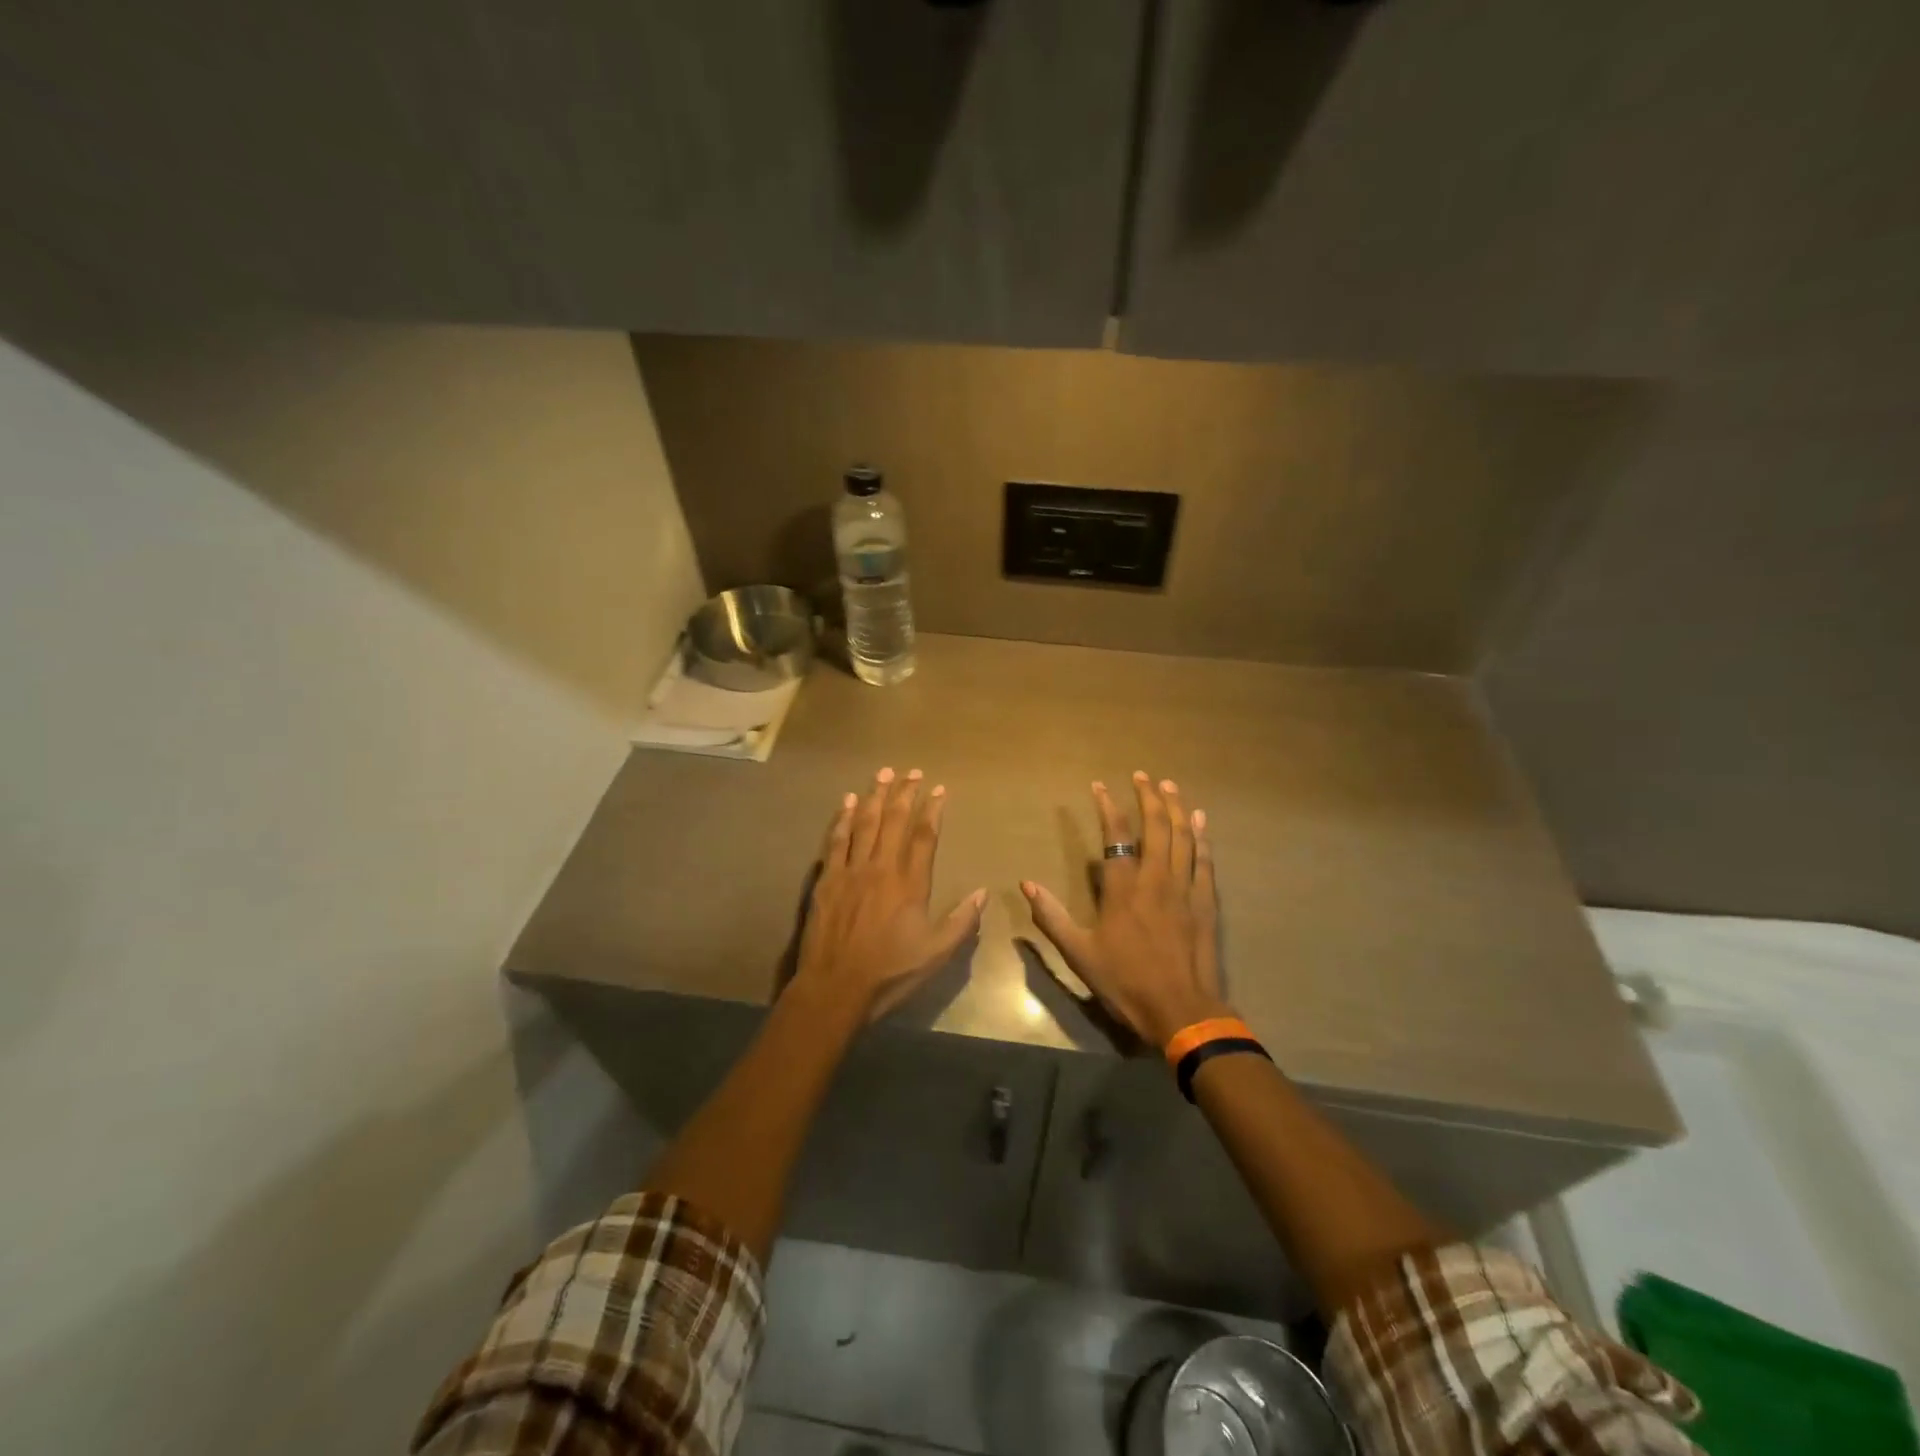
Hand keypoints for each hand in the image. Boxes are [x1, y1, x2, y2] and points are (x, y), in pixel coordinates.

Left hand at [796, 767, 986, 1020]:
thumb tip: (983, 892)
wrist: (835, 987)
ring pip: (865, 823)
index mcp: (910, 883)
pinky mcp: (827, 879)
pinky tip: (848, 802)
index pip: (924, 836)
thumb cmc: (890, 972)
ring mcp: (851, 871)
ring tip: (883, 773)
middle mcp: (881, 868)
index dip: (933, 809)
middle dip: (905, 793)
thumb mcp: (936, 954)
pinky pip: (836, 840)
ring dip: (875, 796)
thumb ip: (961, 921)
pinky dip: (843, 818)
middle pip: (894, 820)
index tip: (939, 789)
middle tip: (911, 771)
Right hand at [1022, 772, 1229, 1048]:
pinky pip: (1205, 860)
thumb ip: (1052, 917)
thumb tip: (1025, 885)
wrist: (1181, 1011)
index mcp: (1123, 889)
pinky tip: (1200, 819)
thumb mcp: (1079, 953)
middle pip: (1156, 826)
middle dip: (1149, 796)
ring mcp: (1185, 888)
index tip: (1100, 785)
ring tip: (1170, 785)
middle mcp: (1156, 879)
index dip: (1108, 806)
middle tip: (1143, 775)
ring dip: (1176, 807)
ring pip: (1183, 836)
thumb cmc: (1125, 982)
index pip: (1116, 835)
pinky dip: (1202, 836)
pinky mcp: (1206, 902)